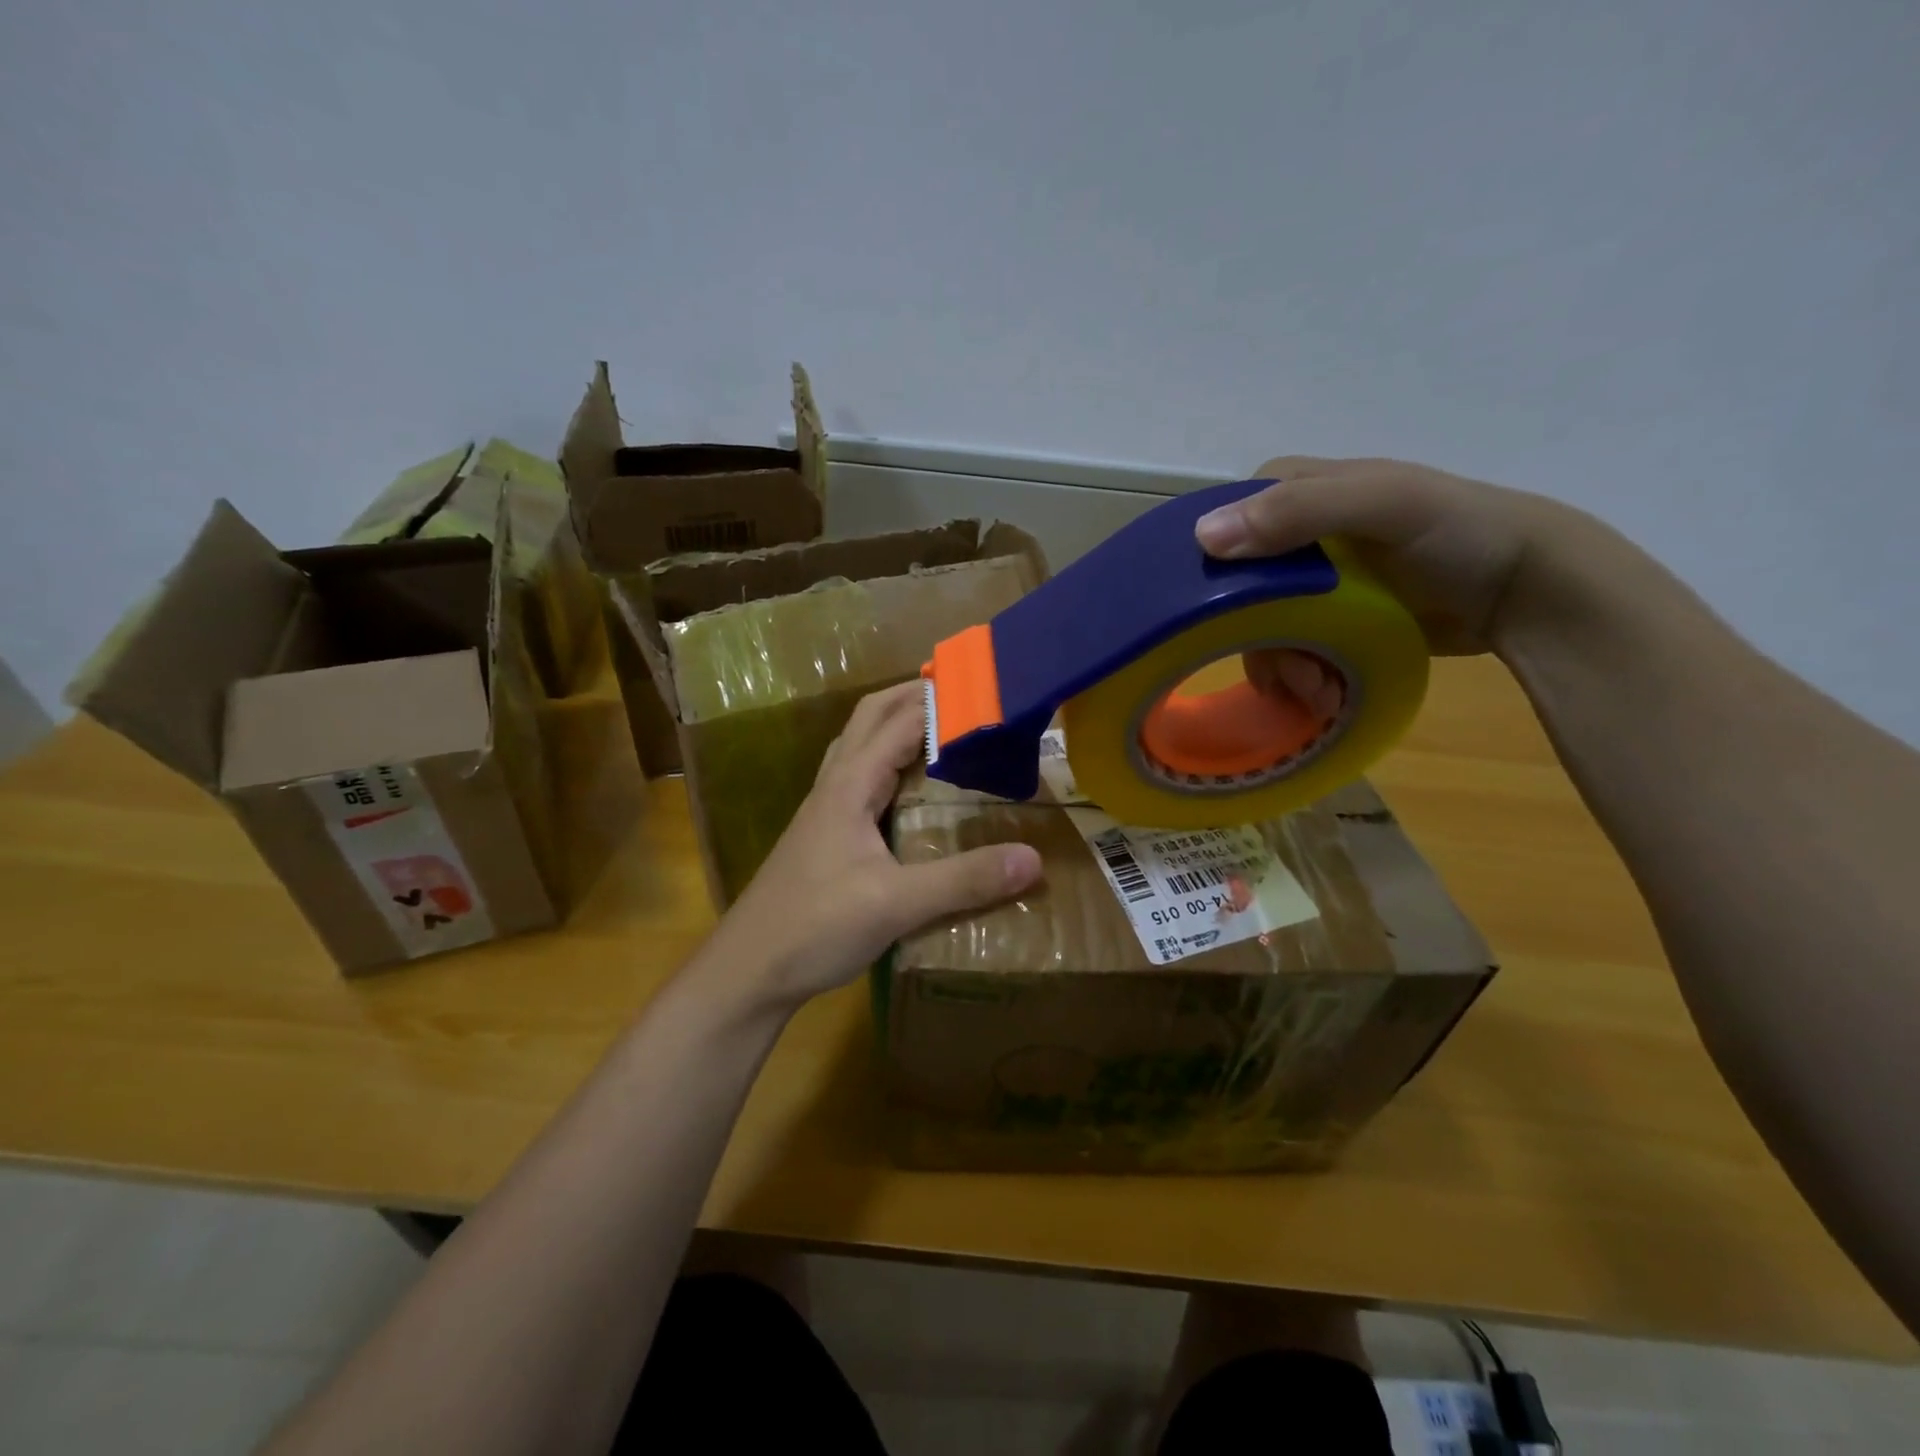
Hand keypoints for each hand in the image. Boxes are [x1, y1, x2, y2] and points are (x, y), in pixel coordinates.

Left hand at [707, 682, 1042, 1009]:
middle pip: (871, 718)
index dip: (940, 700)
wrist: (749, 970)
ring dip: (896, 727)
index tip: (987, 690)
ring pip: (861, 747)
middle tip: (963, 695)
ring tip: (942, 731)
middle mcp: (835, 786)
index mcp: (849, 785)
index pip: (899, 721)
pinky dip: (889, 765)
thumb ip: (964, 881)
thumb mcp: (896, 904)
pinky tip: (910, 792)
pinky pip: (861, 781)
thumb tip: (1033, 859)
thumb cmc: (814, 926)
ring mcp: (825, 810)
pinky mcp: (826, 836)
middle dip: (912, 697)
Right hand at [1193, 456, 1606, 657]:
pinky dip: (1298, 674)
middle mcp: (1295, 534)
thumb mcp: (1384, 506)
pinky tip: (1323, 691)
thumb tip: (1203, 539)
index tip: (1226, 613)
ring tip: (1318, 692)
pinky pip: (1287, 647)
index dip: (1218, 568)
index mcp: (1298, 490)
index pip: (1226, 524)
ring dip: (1281, 664)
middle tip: (1290, 673)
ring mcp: (1313, 581)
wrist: (1527, 590)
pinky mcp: (1328, 619)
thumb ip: (1299, 511)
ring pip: (1260, 626)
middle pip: (1238, 588)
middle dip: (1256, 635)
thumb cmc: (1459, 533)